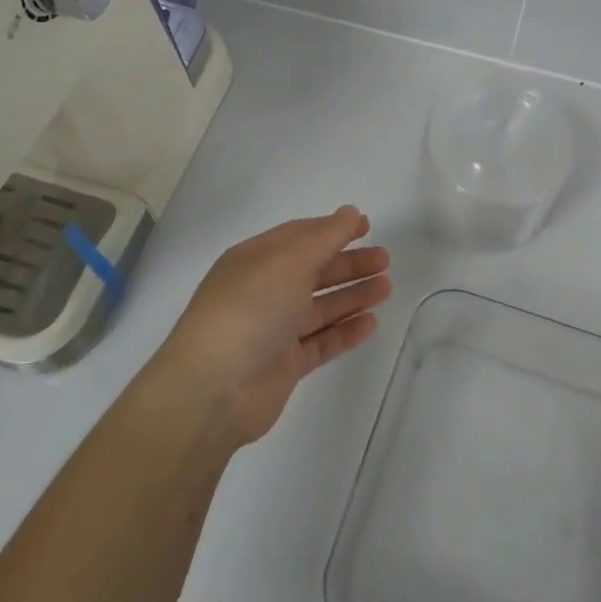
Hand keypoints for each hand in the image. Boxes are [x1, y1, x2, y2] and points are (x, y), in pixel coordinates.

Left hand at [152, 207, 391, 447]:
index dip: (332, 229)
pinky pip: (321, 342)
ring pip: (320, 307)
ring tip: (386, 288)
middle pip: (313, 271)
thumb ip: (325, 237)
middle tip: (384, 260)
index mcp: (255, 260)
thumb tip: (350, 213)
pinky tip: (371, 323)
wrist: (214, 389)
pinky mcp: (284, 365)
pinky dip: (345, 331)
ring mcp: (273, 330)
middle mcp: (263, 291)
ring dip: (352, 295)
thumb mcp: (289, 262)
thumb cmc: (250, 310)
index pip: (299, 237)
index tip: (367, 226)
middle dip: (349, 264)